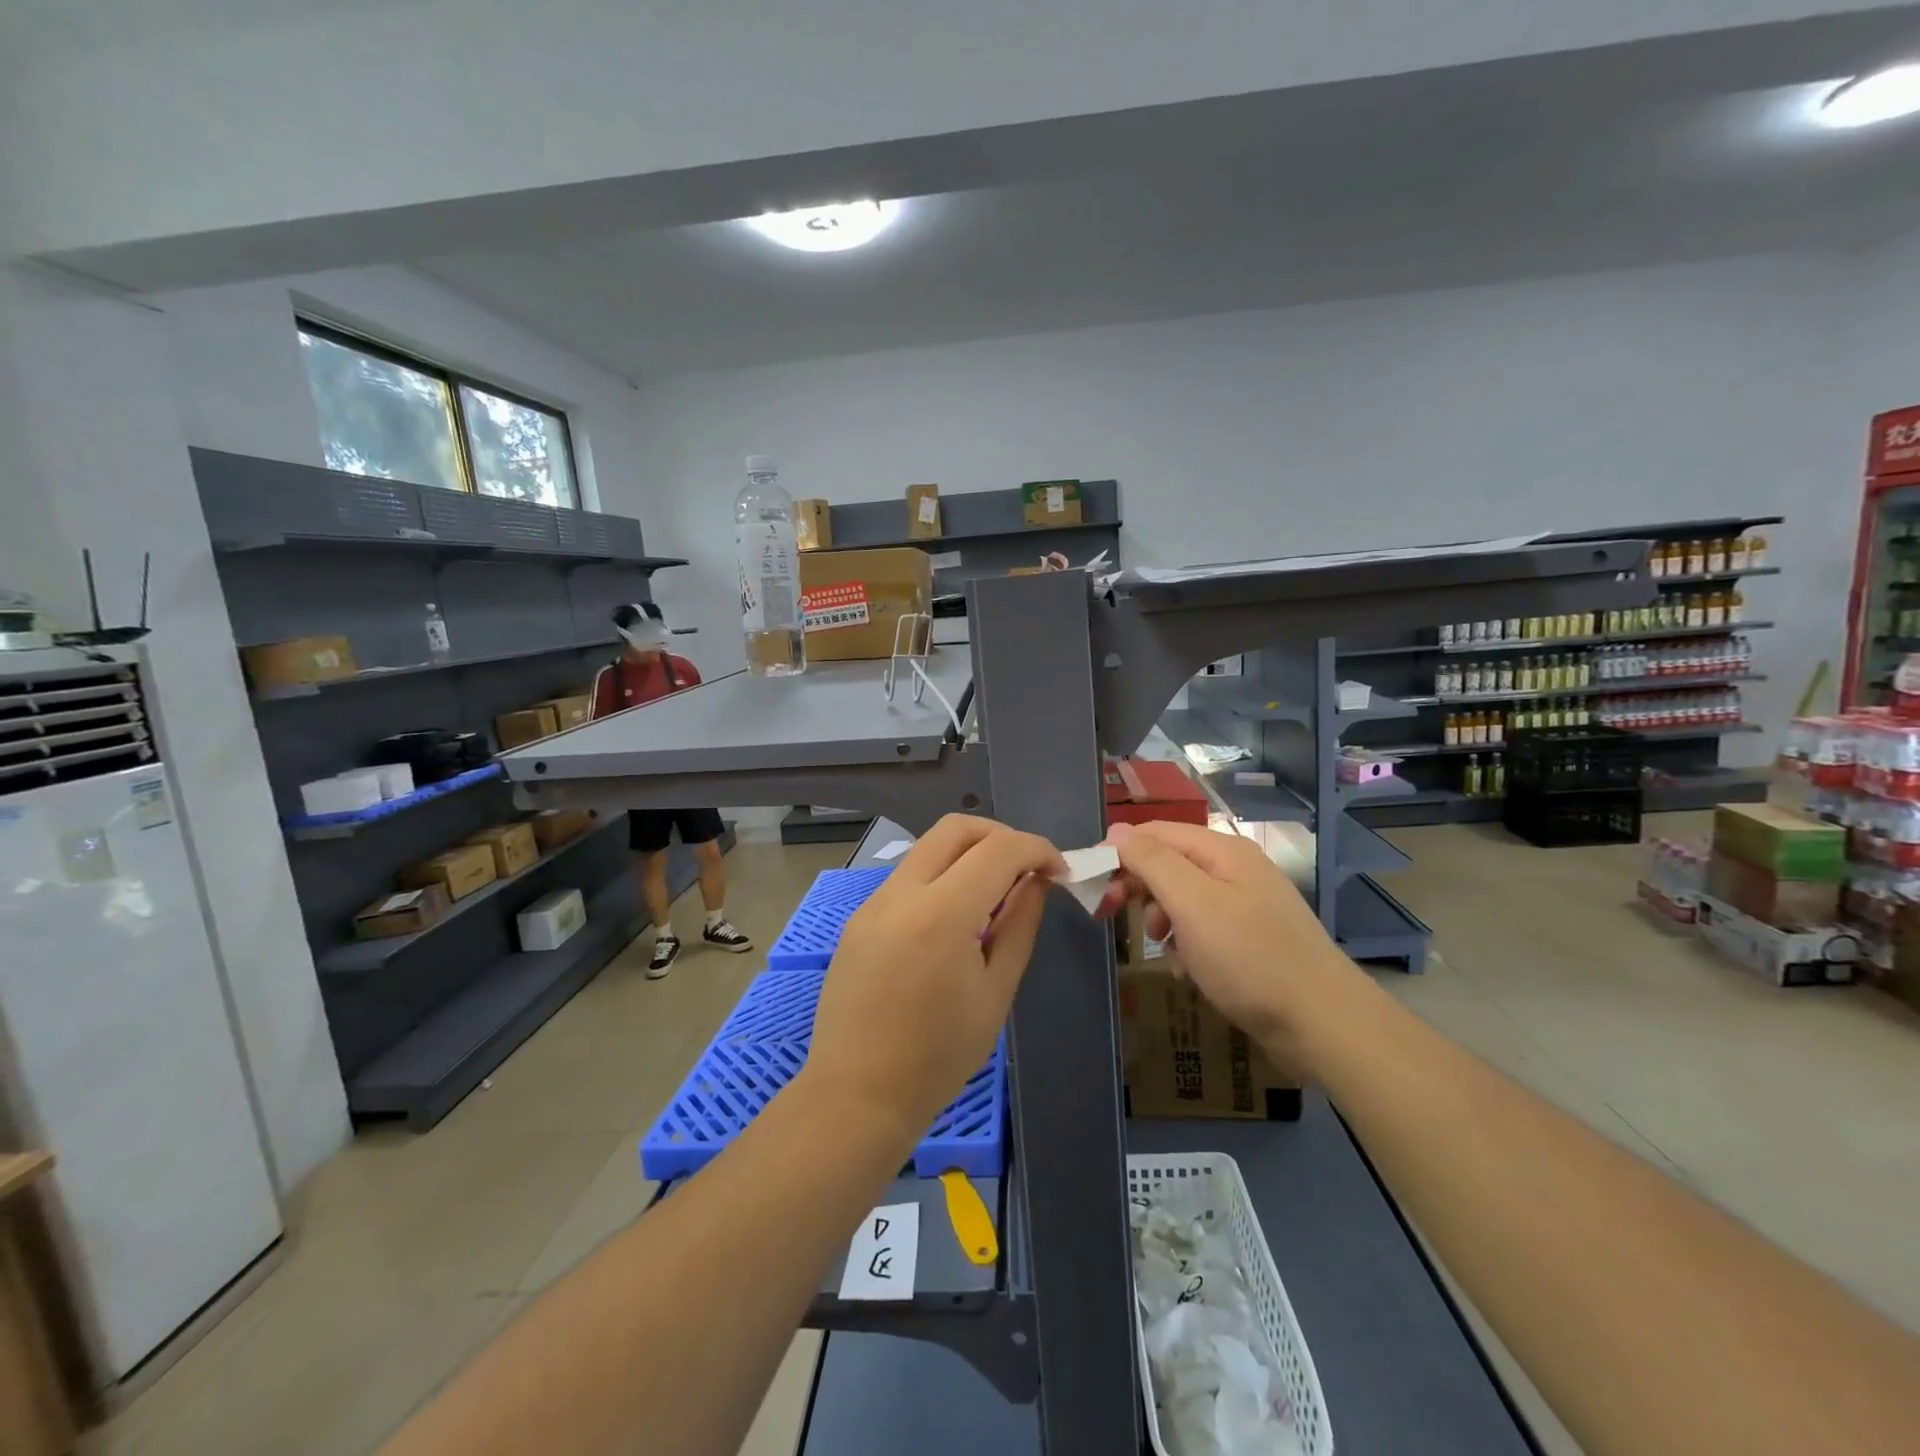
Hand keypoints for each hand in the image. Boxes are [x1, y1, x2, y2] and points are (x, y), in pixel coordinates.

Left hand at [803, 815, 1064, 1155]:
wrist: (857, 1095)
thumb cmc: (938, 1057)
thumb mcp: (996, 993)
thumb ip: (1019, 926)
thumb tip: (1036, 882)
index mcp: (940, 914)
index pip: (998, 849)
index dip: (1037, 849)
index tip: (1059, 871)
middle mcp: (901, 893)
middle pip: (956, 828)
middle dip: (1001, 836)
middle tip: (1027, 869)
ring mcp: (873, 902)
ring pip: (928, 848)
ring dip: (969, 854)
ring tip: (994, 897)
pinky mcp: (859, 917)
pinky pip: (908, 877)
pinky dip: (941, 877)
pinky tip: (955, 919)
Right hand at [1099, 820, 1359, 1070]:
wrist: (1323, 1024)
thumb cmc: (1249, 959)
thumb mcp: (1192, 904)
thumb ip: (1152, 862)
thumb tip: (1117, 831)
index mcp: (1222, 850)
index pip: (1155, 832)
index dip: (1118, 851)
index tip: (1090, 884)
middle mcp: (1235, 869)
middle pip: (1169, 862)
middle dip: (1137, 886)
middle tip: (1109, 915)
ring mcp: (1247, 904)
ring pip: (1183, 896)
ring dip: (1161, 917)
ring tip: (1161, 947)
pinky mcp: (1252, 938)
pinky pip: (1203, 926)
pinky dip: (1186, 942)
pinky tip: (1186, 967)